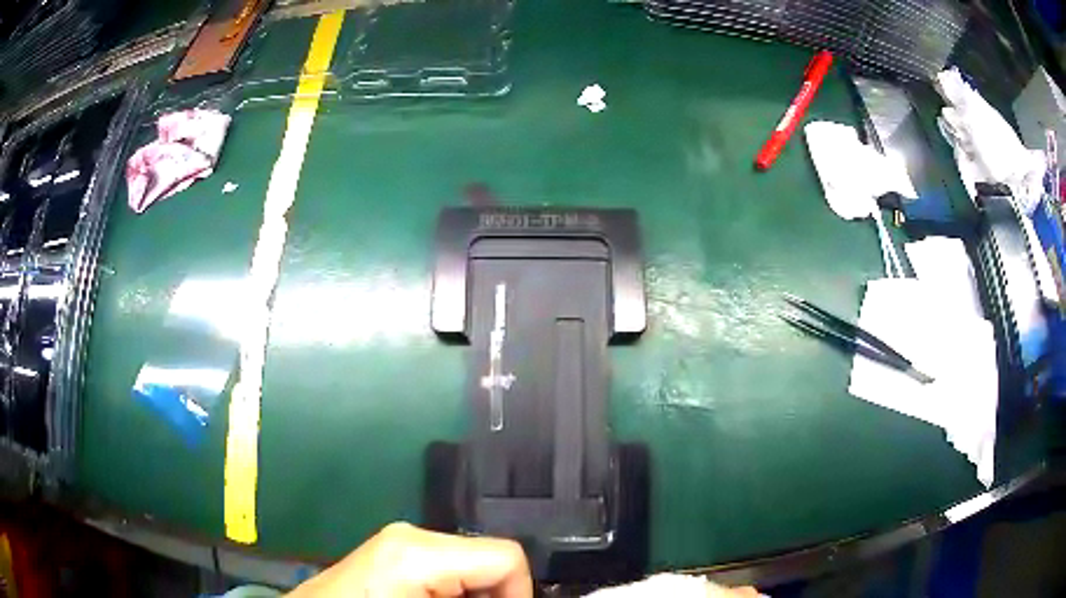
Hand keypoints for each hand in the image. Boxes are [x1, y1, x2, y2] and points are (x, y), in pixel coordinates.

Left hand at [287, 522, 532, 597]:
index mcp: (418, 550)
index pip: (506, 557)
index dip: (520, 594)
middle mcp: (410, 536)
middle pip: (487, 561)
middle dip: (491, 597)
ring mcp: (396, 544)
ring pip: (467, 568)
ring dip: (472, 597)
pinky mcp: (389, 557)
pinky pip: (442, 572)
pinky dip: (451, 594)